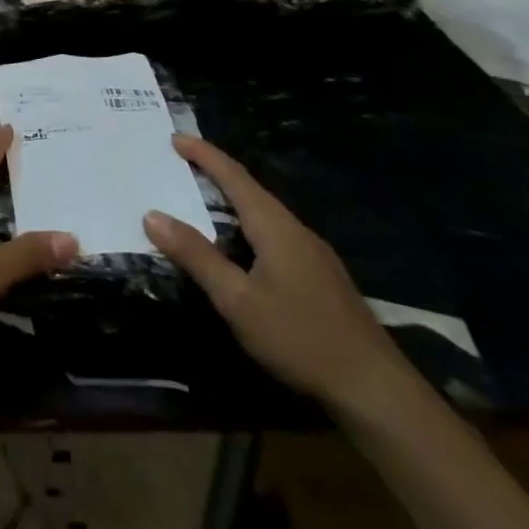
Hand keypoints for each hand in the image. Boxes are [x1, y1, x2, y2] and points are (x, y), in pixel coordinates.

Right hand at [144, 136, 406, 411]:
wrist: (376, 391)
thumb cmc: (300, 338)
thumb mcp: (237, 300)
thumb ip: (196, 255)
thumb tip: (152, 215)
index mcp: (275, 226)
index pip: (234, 176)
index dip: (204, 154)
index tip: (174, 137)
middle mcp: (296, 230)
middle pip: (251, 189)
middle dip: (215, 172)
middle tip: (181, 163)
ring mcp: (313, 254)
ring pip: (265, 212)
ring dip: (232, 198)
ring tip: (201, 197)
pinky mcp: (320, 276)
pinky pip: (274, 233)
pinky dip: (247, 223)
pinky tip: (239, 243)